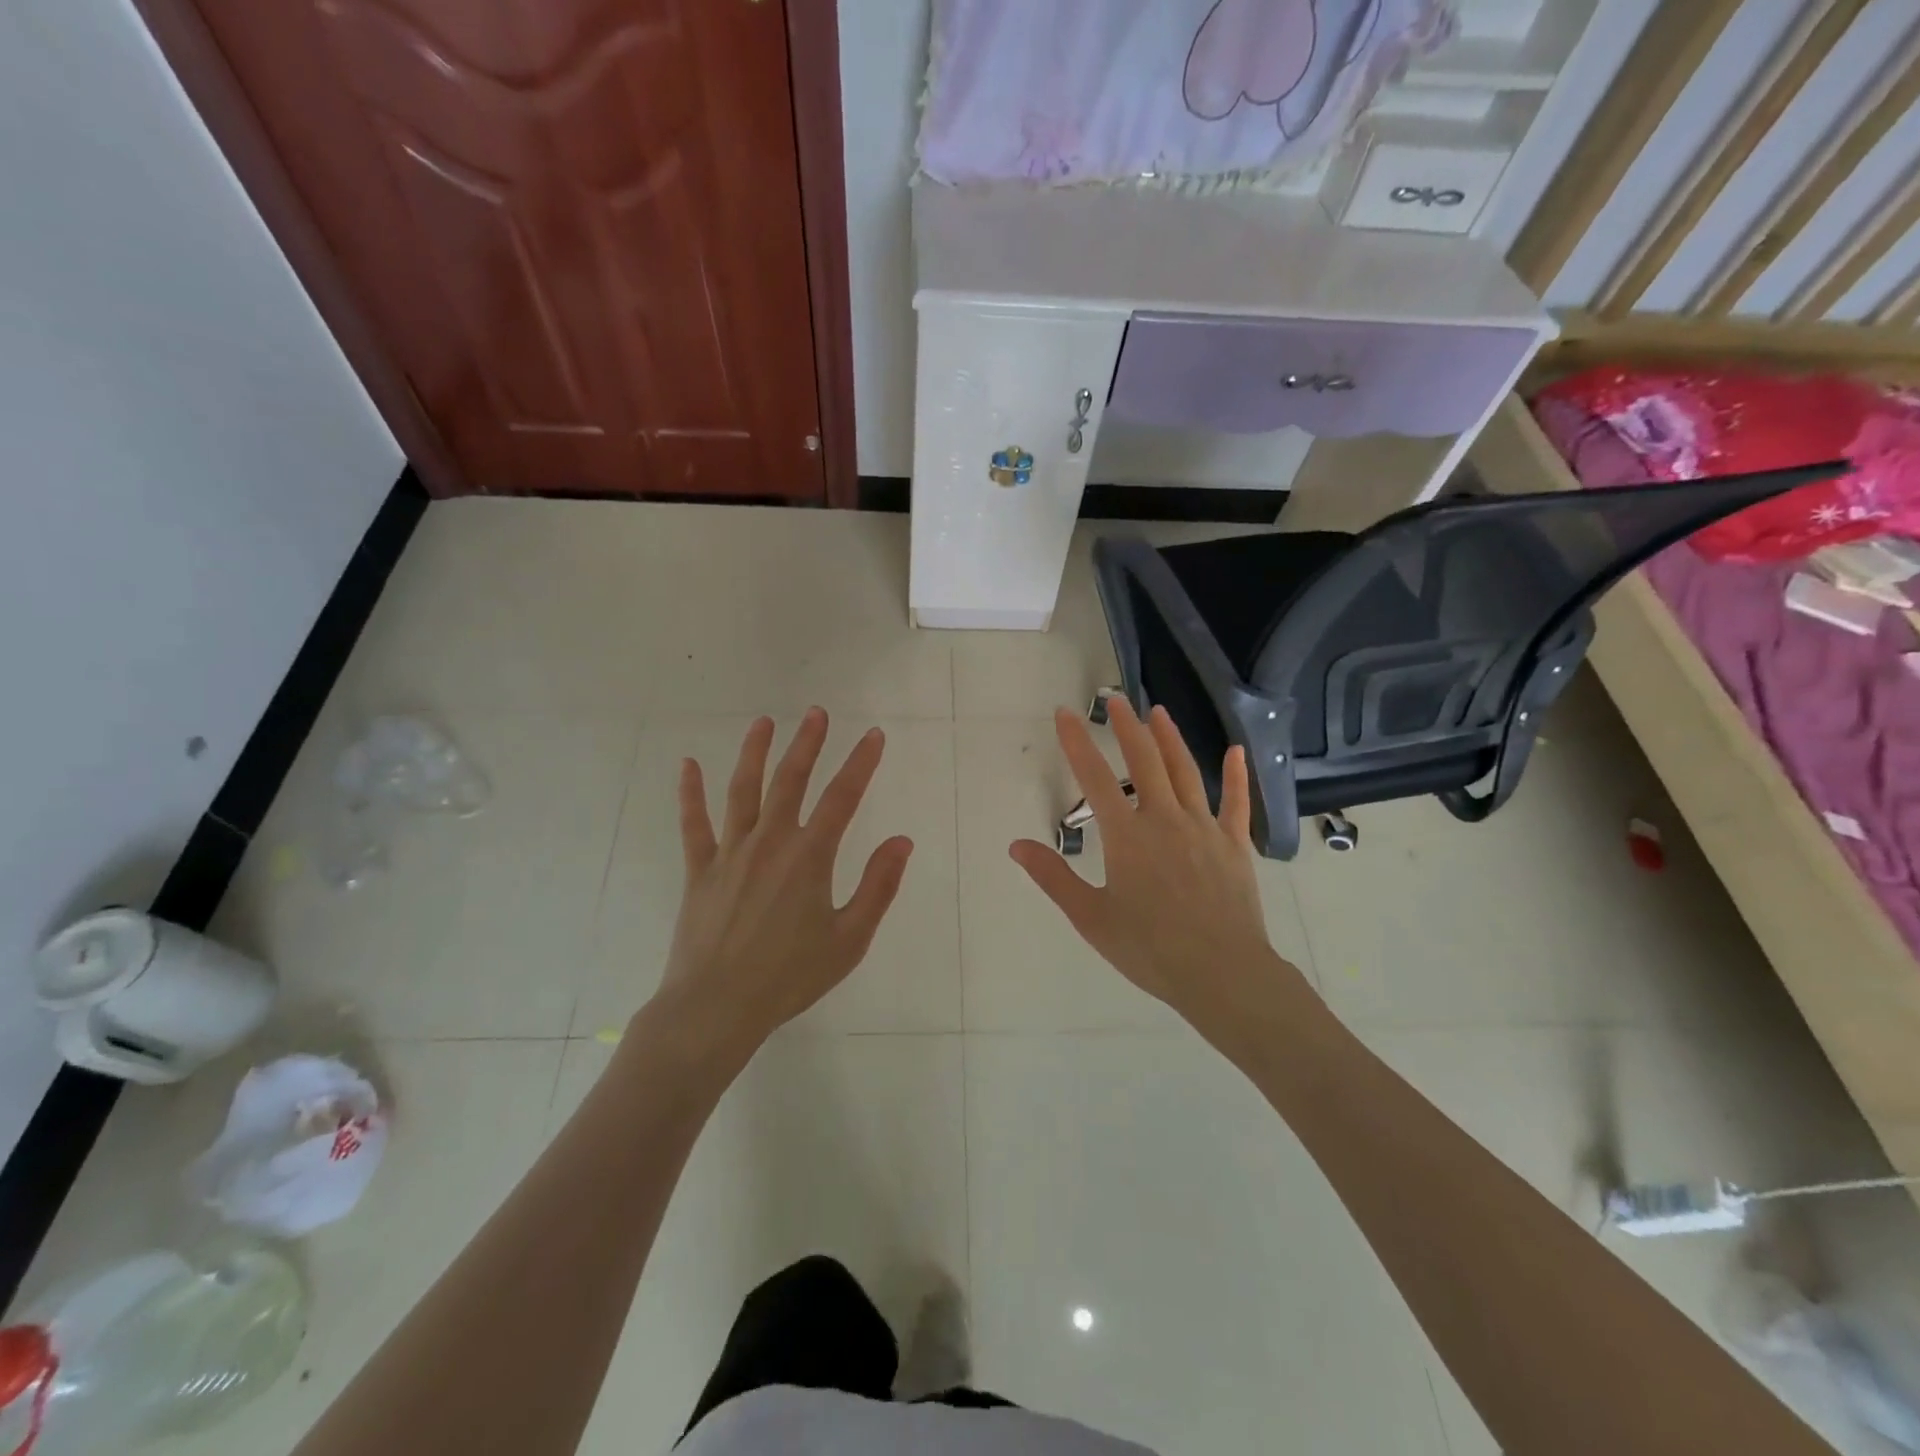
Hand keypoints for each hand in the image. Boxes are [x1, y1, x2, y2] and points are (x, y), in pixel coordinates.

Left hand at [655, 709, 913, 1052]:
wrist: (716, 1008)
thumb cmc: (790, 977)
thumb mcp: (849, 939)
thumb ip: (878, 886)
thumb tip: (902, 840)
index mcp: (809, 857)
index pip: (843, 798)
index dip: (861, 763)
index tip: (874, 735)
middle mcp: (770, 842)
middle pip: (791, 780)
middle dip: (807, 743)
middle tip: (817, 713)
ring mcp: (730, 853)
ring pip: (743, 790)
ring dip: (754, 752)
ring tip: (764, 722)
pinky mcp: (700, 870)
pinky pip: (694, 824)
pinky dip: (690, 793)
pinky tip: (688, 765)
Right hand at [1009, 699, 1305, 1037]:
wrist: (1222, 973)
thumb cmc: (1150, 949)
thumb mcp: (1090, 917)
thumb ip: (1053, 877)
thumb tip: (1016, 844)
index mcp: (1127, 836)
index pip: (1094, 777)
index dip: (1076, 742)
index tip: (1064, 713)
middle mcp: (1164, 819)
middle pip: (1143, 761)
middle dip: (1126, 727)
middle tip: (1115, 700)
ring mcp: (1204, 828)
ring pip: (1185, 772)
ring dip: (1169, 739)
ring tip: (1158, 712)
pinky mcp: (1234, 844)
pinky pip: (1236, 802)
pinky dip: (1237, 775)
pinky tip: (1237, 751)